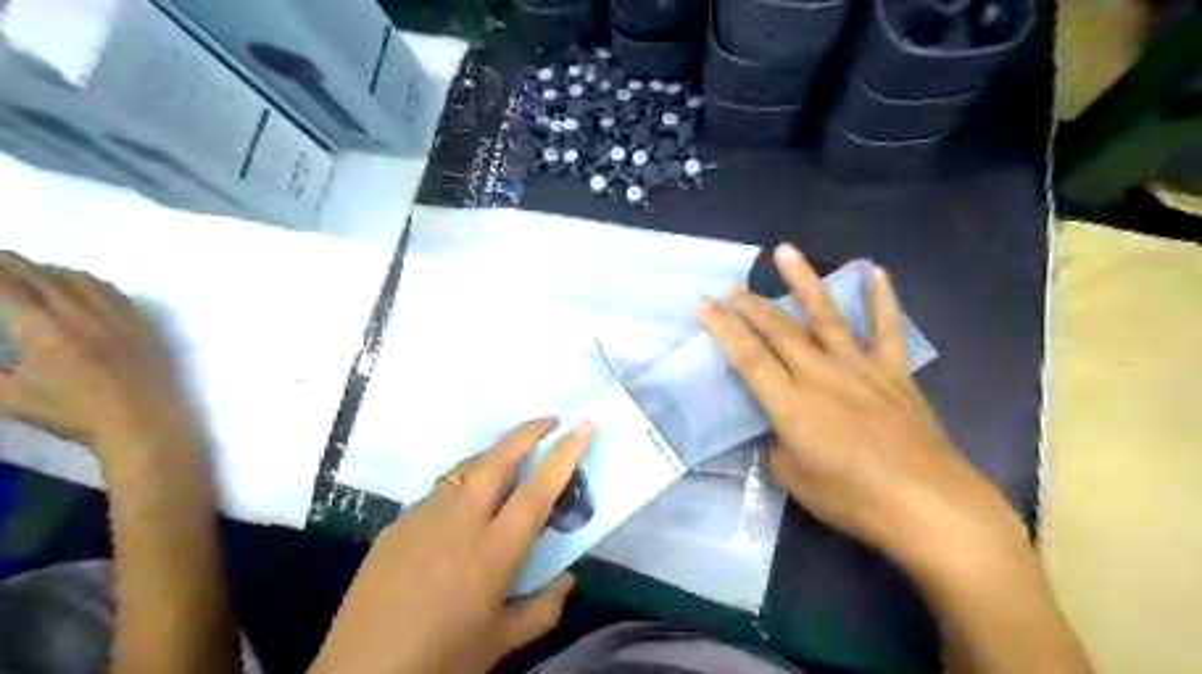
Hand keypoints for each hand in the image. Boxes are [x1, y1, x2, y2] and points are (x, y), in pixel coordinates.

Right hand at [0, 253, 202, 463]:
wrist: (145, 421)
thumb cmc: (76, 413)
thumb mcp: (9, 397)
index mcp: (46, 328)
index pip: (10, 286)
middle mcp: (85, 314)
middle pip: (47, 277)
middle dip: (16, 265)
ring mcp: (121, 318)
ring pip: (84, 281)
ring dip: (54, 271)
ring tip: (33, 271)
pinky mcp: (145, 326)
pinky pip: (115, 294)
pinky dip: (91, 283)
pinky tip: (84, 288)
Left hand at [309, 418, 589, 672]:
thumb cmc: (442, 658)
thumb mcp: (503, 640)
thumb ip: (544, 607)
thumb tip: (567, 579)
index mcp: (494, 550)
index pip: (538, 489)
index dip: (565, 453)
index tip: (583, 426)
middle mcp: (460, 520)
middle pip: (498, 458)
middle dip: (528, 432)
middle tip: (550, 423)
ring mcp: (424, 515)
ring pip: (466, 468)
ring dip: (494, 456)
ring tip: (510, 462)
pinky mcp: (397, 523)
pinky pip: (439, 493)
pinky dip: (461, 488)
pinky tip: (460, 514)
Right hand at [701, 245, 1027, 565]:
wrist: (928, 505)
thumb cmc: (854, 499)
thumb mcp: (795, 481)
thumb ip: (777, 450)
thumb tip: (777, 432)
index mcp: (792, 404)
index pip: (748, 358)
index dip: (723, 329)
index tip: (704, 305)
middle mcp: (821, 376)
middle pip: (780, 331)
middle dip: (751, 305)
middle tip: (732, 284)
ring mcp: (859, 369)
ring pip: (825, 316)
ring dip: (803, 281)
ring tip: (785, 251)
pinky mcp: (892, 373)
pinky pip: (884, 329)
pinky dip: (880, 300)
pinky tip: (875, 272)